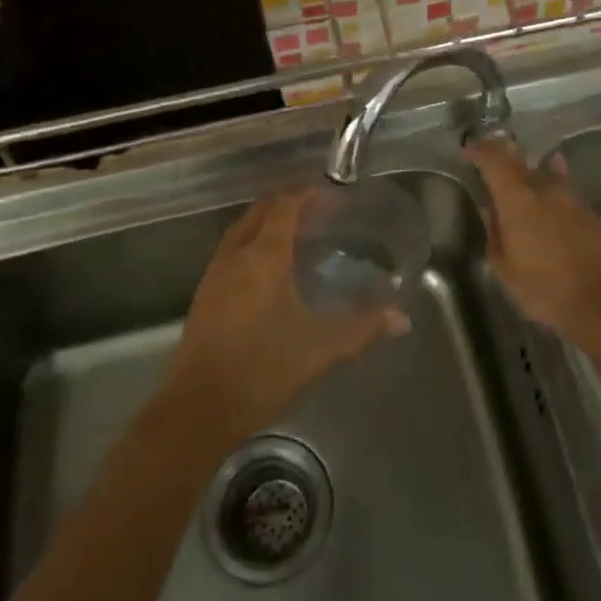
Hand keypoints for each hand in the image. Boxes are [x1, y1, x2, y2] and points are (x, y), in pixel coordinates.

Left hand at [163, 191, 408, 441]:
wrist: (199, 407)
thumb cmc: (262, 369)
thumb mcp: (320, 348)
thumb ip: (362, 328)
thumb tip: (401, 317)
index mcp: (264, 256)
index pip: (284, 205)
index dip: (305, 193)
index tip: (330, 193)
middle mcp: (236, 254)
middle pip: (260, 210)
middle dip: (287, 202)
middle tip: (318, 210)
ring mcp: (215, 273)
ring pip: (242, 229)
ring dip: (266, 222)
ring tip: (296, 233)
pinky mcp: (205, 293)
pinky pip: (231, 250)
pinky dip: (252, 243)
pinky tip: (268, 268)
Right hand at [466, 138, 600, 338]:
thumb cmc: (543, 288)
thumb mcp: (504, 268)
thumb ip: (494, 234)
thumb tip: (491, 211)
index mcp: (517, 199)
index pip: (494, 159)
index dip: (479, 150)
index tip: (467, 154)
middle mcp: (545, 189)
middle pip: (520, 160)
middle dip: (502, 157)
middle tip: (491, 165)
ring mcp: (572, 198)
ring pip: (546, 172)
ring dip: (530, 171)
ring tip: (521, 180)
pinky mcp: (590, 212)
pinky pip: (565, 189)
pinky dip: (552, 187)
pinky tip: (550, 197)